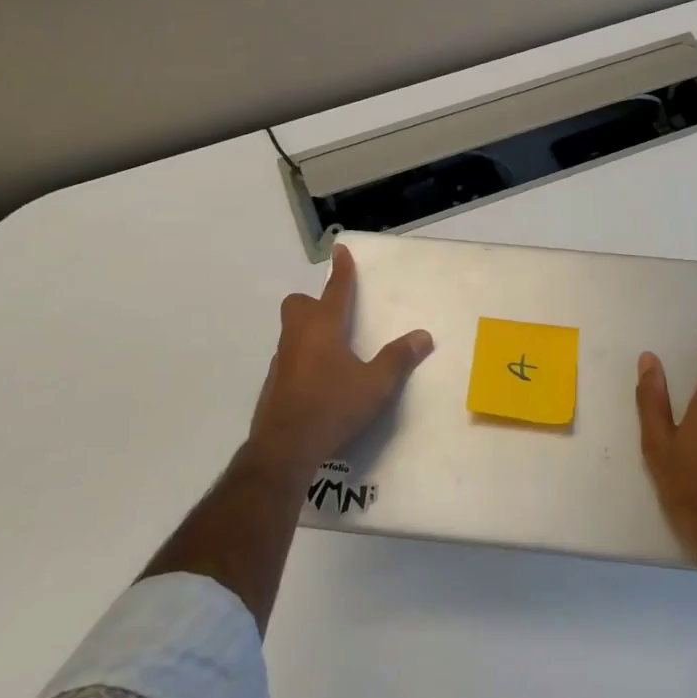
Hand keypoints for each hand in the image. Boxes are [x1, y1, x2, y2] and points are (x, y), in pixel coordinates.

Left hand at [244, 244, 433, 483]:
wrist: (284, 448)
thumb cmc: (332, 407)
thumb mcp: (375, 385)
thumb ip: (398, 359)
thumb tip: (423, 336)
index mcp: (323, 327)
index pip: (335, 290)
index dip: (341, 270)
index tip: (340, 249)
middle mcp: (298, 336)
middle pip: (298, 305)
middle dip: (314, 302)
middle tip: (335, 314)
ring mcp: (281, 360)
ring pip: (291, 331)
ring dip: (309, 330)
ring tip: (333, 350)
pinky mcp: (274, 383)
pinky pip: (289, 357)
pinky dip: (303, 358)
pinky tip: (319, 380)